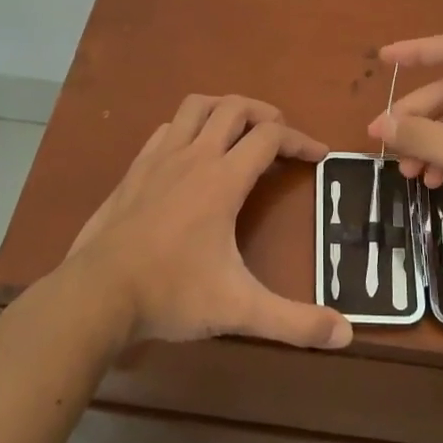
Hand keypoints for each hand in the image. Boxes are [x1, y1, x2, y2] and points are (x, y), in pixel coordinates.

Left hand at [69, 95, 352, 349]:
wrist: (96, 294)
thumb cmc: (171, 294)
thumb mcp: (239, 309)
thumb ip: (295, 322)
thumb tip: (347, 335)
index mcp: (222, 179)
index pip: (270, 138)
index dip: (300, 141)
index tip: (319, 155)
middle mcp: (193, 156)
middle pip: (234, 108)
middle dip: (265, 114)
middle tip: (281, 136)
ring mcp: (159, 159)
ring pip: (196, 107)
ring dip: (224, 108)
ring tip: (240, 129)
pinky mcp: (134, 170)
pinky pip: (167, 129)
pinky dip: (188, 127)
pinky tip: (191, 153)